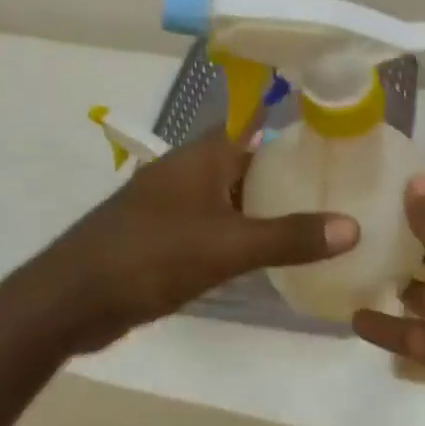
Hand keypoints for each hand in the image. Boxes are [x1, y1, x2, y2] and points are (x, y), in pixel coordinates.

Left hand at [40, 129, 358, 339]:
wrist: (71, 300)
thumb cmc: (150, 257)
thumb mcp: (227, 246)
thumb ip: (289, 237)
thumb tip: (353, 226)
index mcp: (201, 156)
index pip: (255, 125)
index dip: (293, 127)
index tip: (336, 138)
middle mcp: (188, 172)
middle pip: (248, 162)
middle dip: (288, 173)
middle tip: (339, 184)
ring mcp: (174, 205)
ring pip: (232, 197)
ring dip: (267, 207)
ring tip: (318, 218)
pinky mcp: (166, 238)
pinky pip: (216, 227)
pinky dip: (243, 234)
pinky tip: (271, 254)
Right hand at [352, 172, 424, 425]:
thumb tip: (415, 179)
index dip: (418, 177)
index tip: (372, 163)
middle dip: (392, 223)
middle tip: (340, 207)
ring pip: (414, 284)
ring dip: (382, 272)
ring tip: (335, 256)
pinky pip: (407, 332)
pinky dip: (382, 325)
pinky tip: (346, 315)